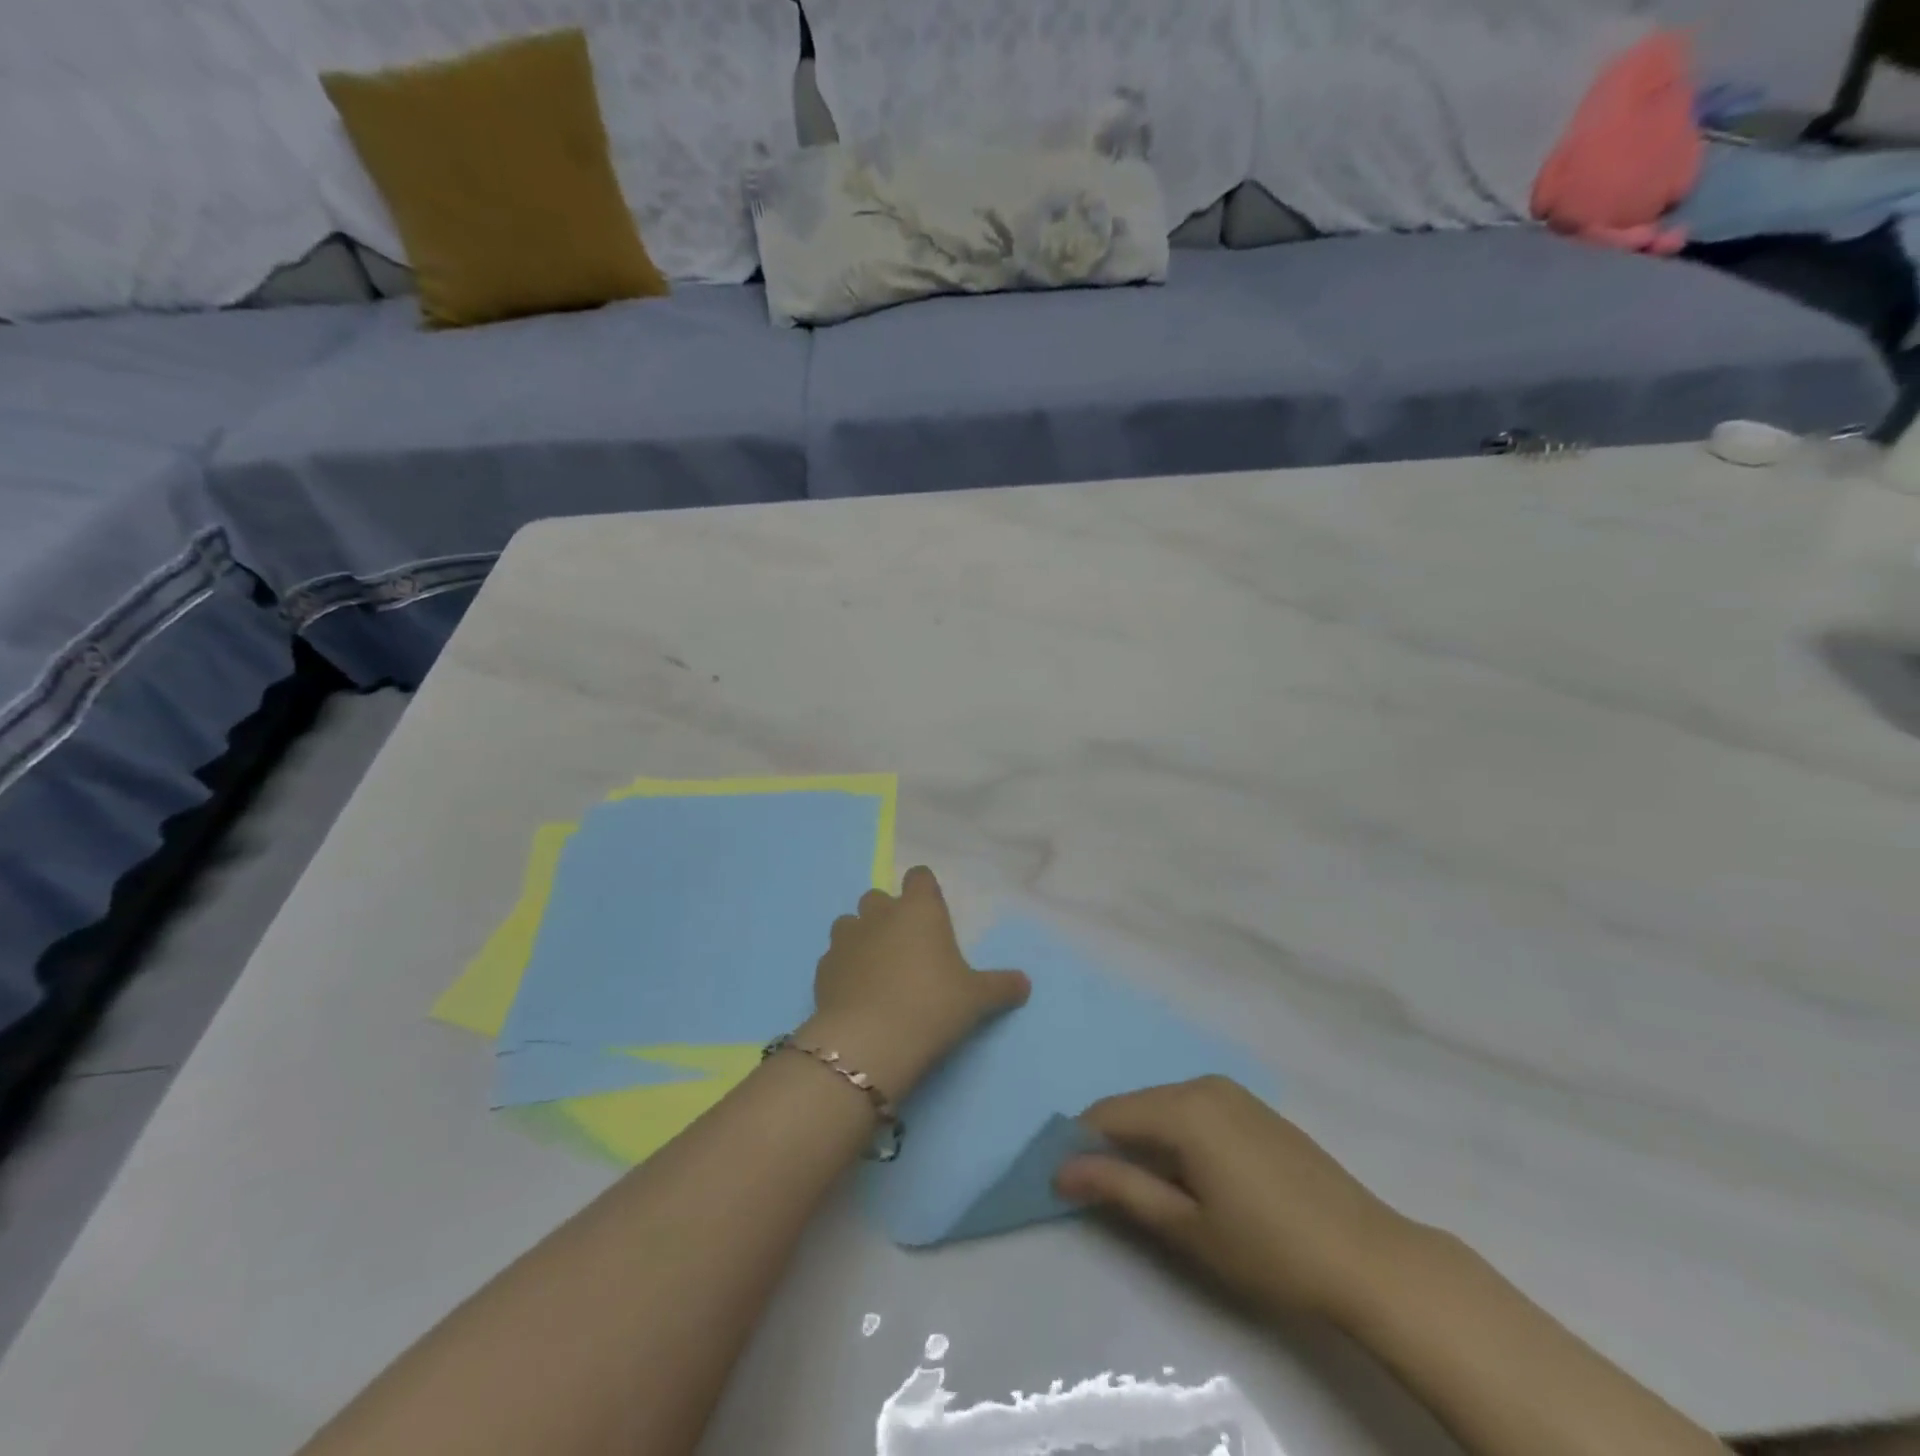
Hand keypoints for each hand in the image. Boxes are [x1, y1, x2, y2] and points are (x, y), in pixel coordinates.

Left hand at [803, 866, 1029, 1098]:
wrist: (871, 1041)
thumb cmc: (932, 1006)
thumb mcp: (976, 999)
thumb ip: (1001, 986)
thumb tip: (1025, 983)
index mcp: (919, 909)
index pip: (919, 876)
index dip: (925, 890)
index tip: (932, 912)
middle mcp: (880, 914)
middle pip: (879, 897)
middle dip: (889, 914)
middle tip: (906, 947)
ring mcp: (846, 938)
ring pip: (849, 923)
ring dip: (861, 937)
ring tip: (876, 968)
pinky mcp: (822, 968)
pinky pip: (833, 957)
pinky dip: (843, 968)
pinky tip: (855, 992)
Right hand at [1056, 1077, 1416, 1325]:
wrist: (1368, 1257)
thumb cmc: (1269, 1249)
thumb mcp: (1186, 1226)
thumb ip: (1120, 1189)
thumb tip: (1061, 1169)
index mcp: (1183, 1107)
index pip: (1108, 1113)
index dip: (1079, 1144)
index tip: (1064, 1180)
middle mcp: (1202, 1085)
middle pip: (1135, 1106)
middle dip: (1110, 1142)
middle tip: (1101, 1192)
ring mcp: (1232, 1093)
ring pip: (1164, 1107)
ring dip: (1143, 1140)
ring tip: (1144, 1189)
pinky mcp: (1253, 1108)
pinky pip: (1194, 1110)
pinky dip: (1175, 1135)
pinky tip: (1188, 1175)